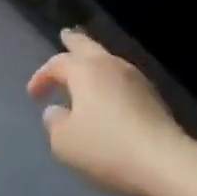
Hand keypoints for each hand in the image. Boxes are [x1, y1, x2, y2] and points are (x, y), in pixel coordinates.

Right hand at [27, 28, 196, 195]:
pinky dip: (110, 80)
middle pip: (88, 46)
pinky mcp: (152, 95)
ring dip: (94, 61)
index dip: (42, 76)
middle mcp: (110, 65)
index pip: (58, 63)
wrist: (163, 161)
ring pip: (108, 60)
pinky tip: (110, 92)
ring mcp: (135, 77)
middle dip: (74, 42)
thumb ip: (54, 123)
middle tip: (65, 35)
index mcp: (85, 71)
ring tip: (87, 65)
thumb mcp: (65, 143)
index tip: (33, 95)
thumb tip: (55, 111)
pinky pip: (123, 78)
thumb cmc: (106, 148)